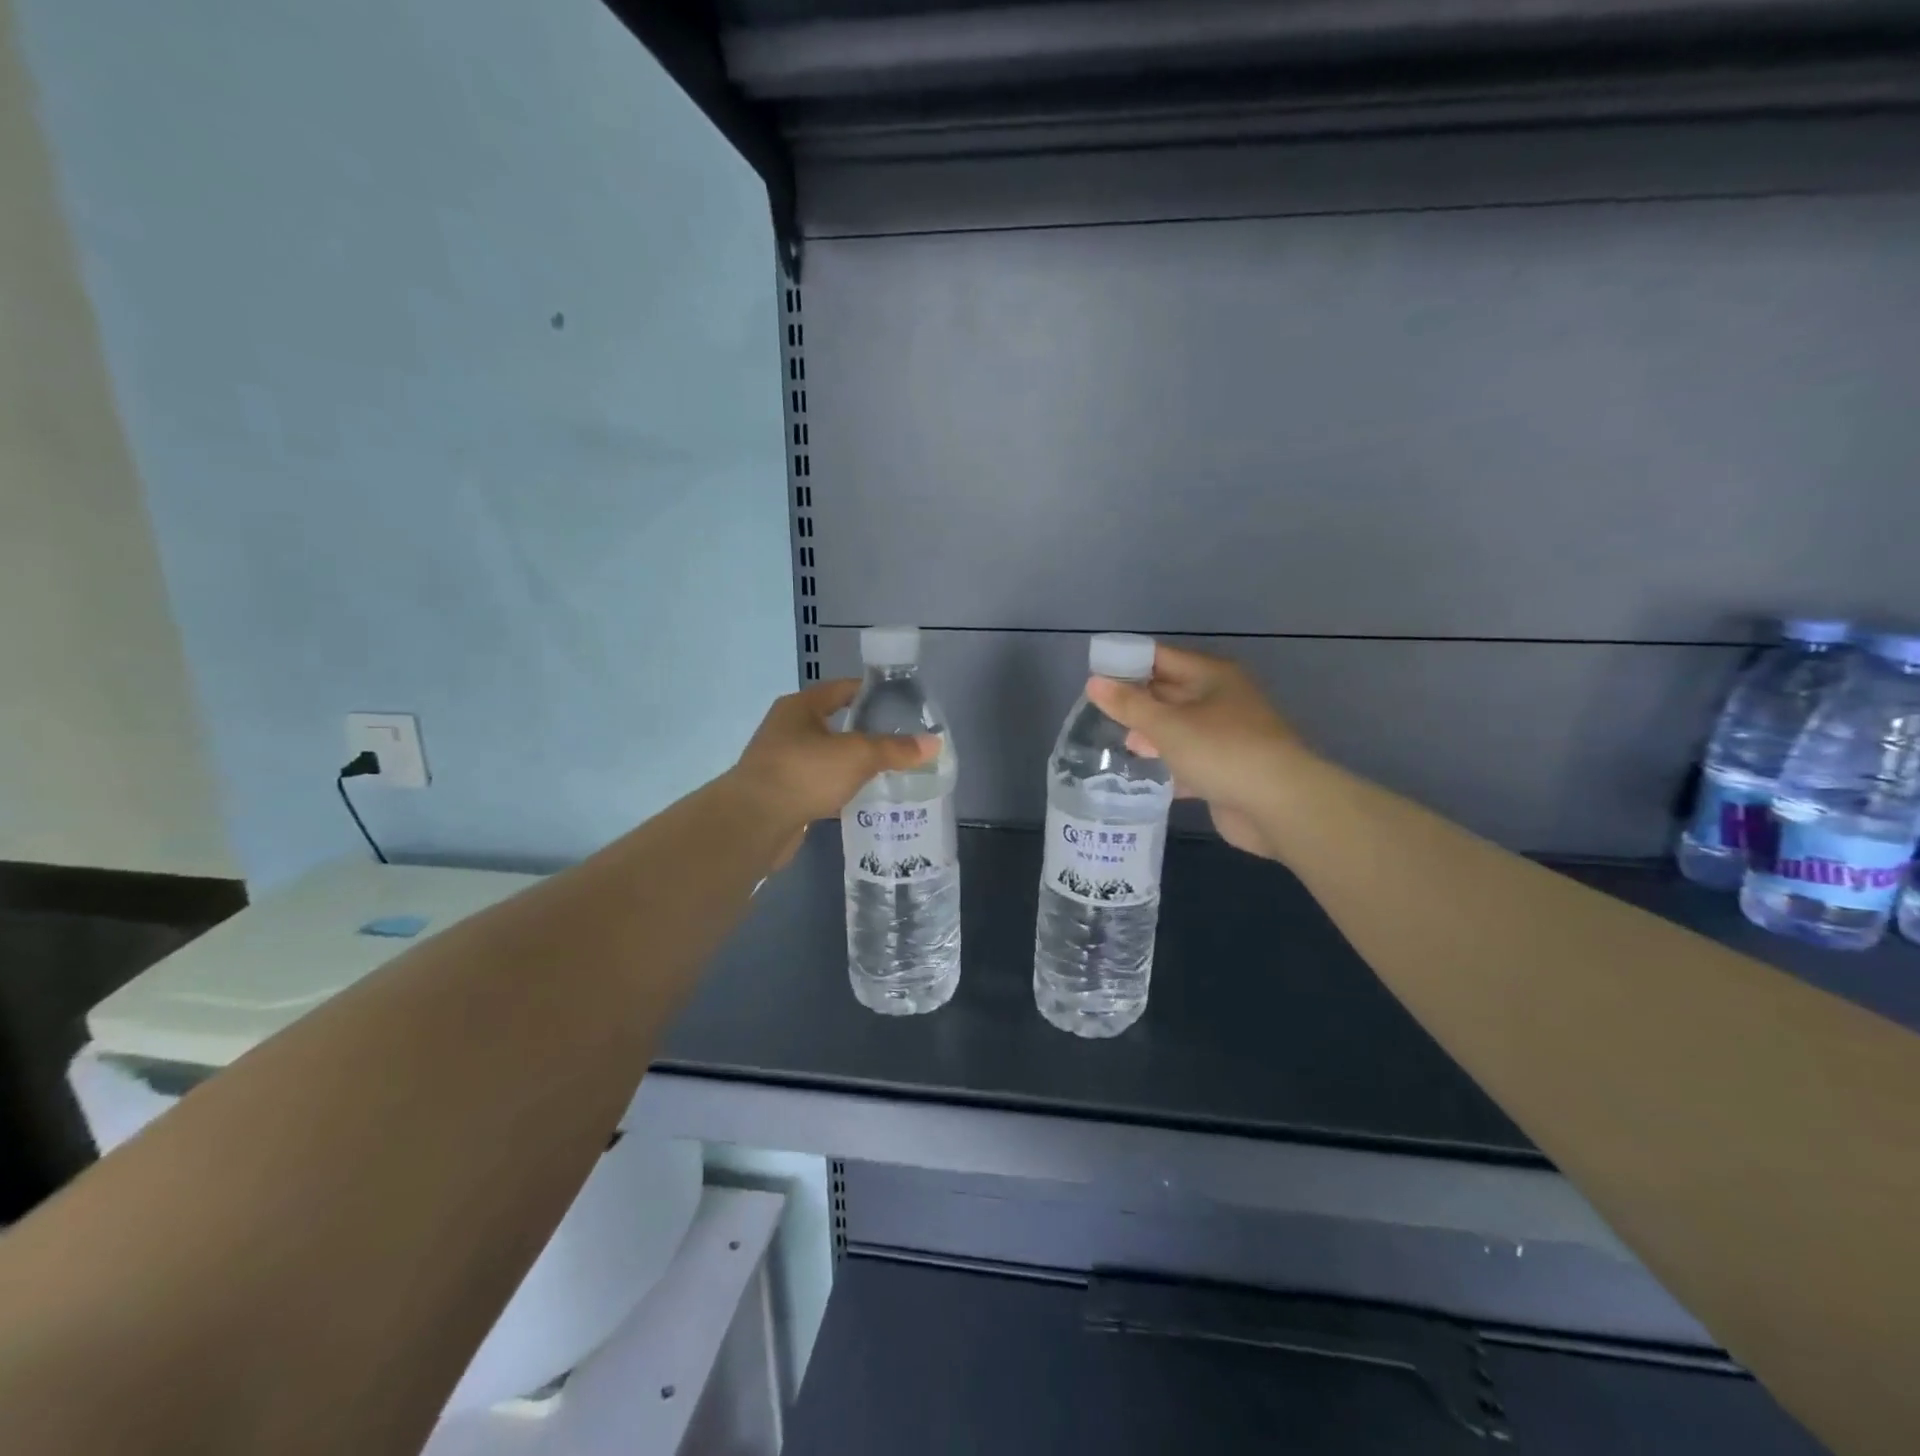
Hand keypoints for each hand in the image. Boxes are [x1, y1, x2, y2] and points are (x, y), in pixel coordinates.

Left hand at [731, 680, 936, 866]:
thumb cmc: (805, 772)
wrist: (754, 822)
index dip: (870, 692)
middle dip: (864, 732)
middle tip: (898, 742)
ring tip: (885, 772)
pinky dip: (838, 790)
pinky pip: (818, 786)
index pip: (841, 689)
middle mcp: (787, 730)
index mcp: (800, 707)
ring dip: (850, 765)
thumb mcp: (858, 755)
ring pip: (825, 758)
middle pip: (833, 724)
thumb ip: (895, 750)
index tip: (900, 702)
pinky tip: (860, 801)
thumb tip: (935, 743)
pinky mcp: (782, 794)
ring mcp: (781, 763)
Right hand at [1086, 644, 1310, 861]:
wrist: (1279, 806)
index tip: (1094, 675)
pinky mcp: (1227, 769)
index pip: (1161, 658)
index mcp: (1213, 676)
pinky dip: (1168, 764)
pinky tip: (1141, 774)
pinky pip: (1190, 759)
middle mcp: (1222, 700)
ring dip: (1151, 734)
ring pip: (1180, 728)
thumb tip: (1093, 682)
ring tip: (1114, 742)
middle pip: (1171, 692)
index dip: (1127, 663)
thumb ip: (1129, 705)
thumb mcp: (1168, 725)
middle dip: (1137, 700)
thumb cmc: (1222, 751)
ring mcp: (1228, 736)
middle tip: (1096, 711)